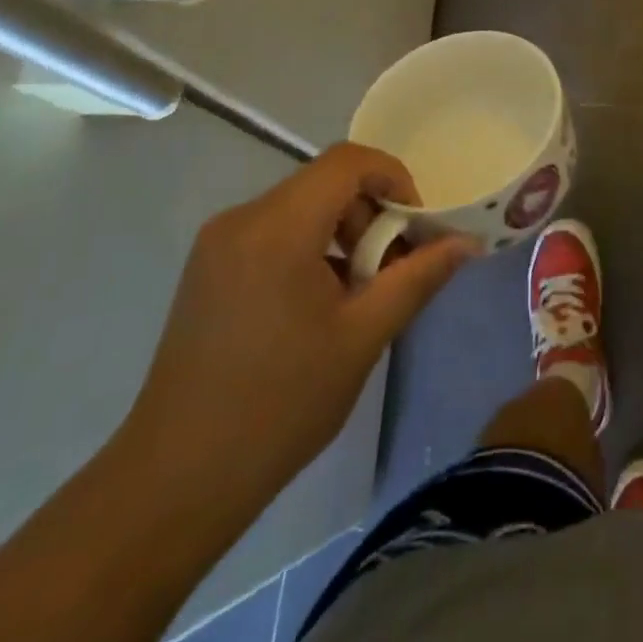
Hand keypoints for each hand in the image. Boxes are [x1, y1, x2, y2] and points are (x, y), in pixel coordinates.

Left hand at [120, 144, 475, 527]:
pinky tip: (319, 305)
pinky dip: (310, 247)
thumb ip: (418, 277)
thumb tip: (467, 242)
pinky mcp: (208, 266)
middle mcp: (242, 218)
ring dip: (343, 232)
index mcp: (277, 227)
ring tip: (359, 293)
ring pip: (301, 206)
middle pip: (325, 182)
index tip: (415, 228)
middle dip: (371, 213)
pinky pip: (274, 230)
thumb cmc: (279, 405)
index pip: (348, 162)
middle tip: (392, 269)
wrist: (175, 479)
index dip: (394, 179)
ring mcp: (218, 242)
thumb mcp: (363, 336)